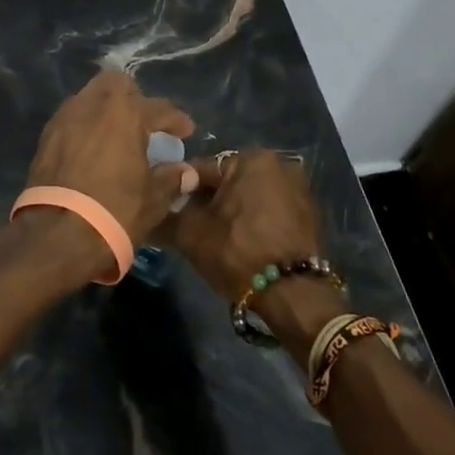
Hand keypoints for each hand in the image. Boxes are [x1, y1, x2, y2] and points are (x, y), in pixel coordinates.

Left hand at [25, 69, 196, 250]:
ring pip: (90, 96)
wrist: (57, 235)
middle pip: (117, 84)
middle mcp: (94, 105)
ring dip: (106, 109)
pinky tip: (93, 148)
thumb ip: (171, 179)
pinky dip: (86, 125)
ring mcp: (66, 117)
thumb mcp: (153, 199)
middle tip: (145, 124)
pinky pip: (72, 117)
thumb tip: (186, 172)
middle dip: (134, 98)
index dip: (176, 120)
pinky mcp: (46, 135)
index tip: (186, 131)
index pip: (159, 107)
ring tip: (117, 135)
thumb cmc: (115, 212)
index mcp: (126, 113)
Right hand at [164, 147, 322, 305]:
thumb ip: (164, 216)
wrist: (293, 295)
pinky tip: (242, 243)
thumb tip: (145, 213)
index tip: (167, 210)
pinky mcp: (309, 215)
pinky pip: (269, 211)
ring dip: (231, 211)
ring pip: (248, 196)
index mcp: (251, 158)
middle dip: (208, 201)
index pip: (201, 169)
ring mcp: (299, 189)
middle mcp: (279, 164)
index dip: (180, 191)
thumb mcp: (191, 234)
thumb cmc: (238, 252)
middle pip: (227, 181)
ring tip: (214, 238)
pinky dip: (254, 221)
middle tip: (190, 226)